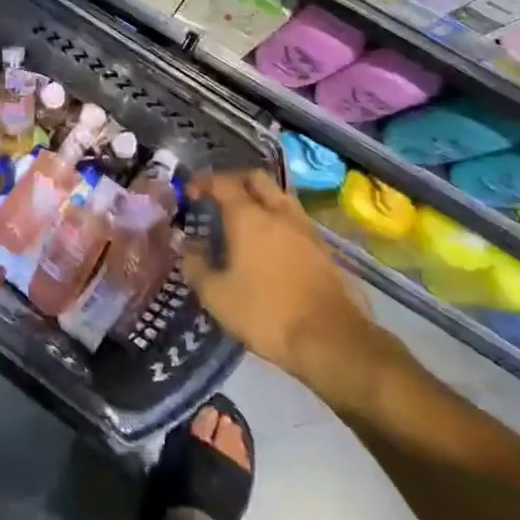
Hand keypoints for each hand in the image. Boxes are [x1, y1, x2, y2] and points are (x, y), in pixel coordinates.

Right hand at [182, 171, 397, 412]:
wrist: (331, 340)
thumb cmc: (267, 313)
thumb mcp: (218, 296)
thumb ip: (196, 267)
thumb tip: (188, 247)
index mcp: (248, 216)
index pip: (222, 182)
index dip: (203, 182)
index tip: (190, 193)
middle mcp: (278, 212)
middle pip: (256, 178)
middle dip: (235, 180)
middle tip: (220, 197)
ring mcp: (305, 228)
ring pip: (280, 196)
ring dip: (261, 198)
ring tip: (246, 218)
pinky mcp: (323, 248)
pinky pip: (295, 219)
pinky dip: (278, 219)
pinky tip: (271, 243)